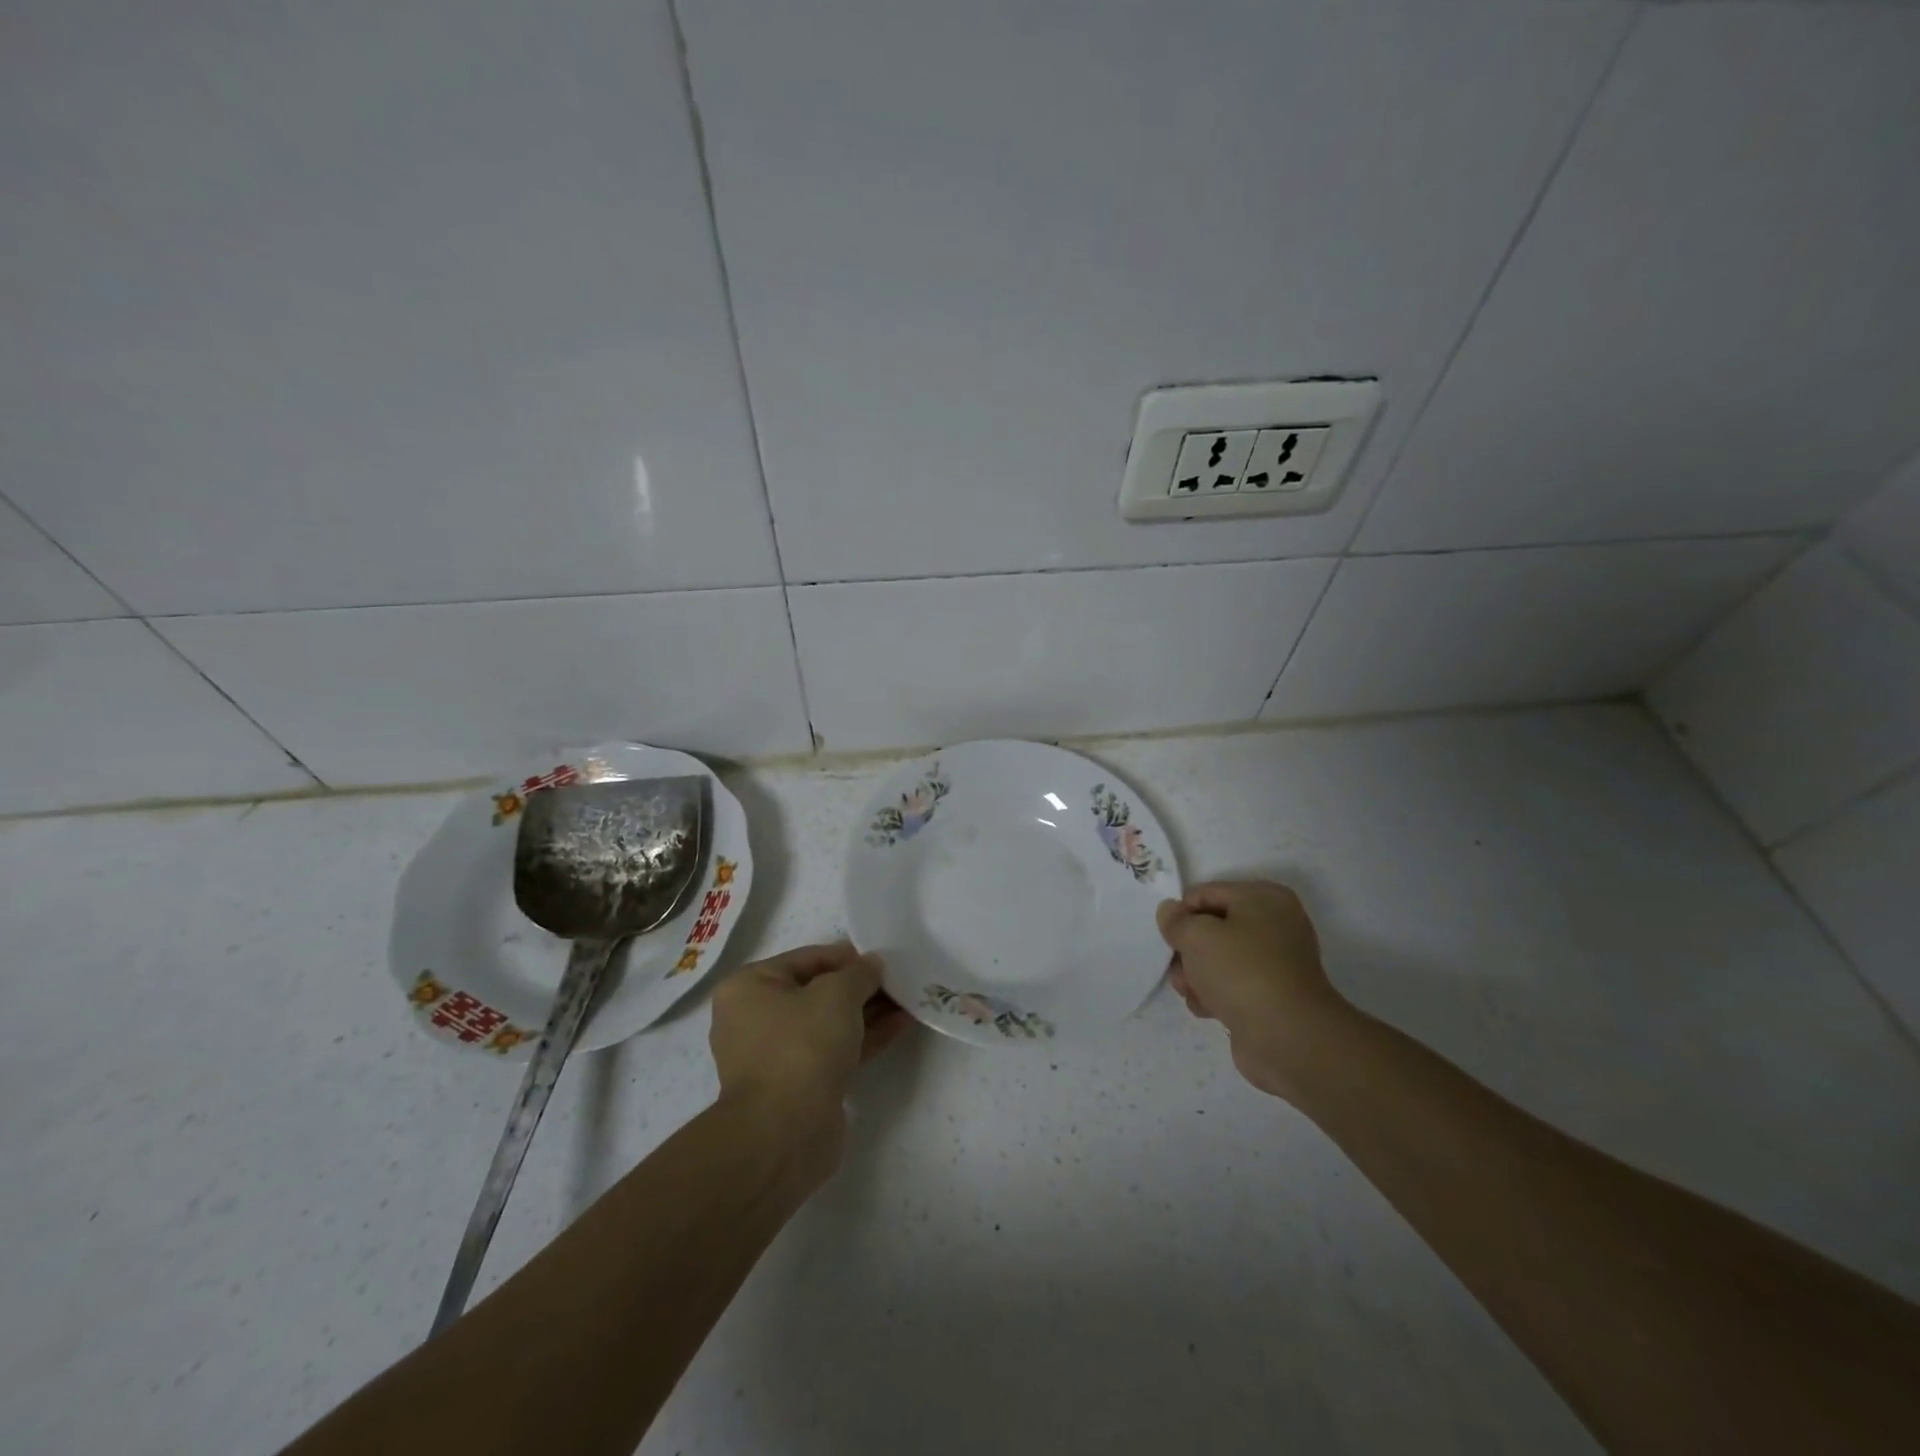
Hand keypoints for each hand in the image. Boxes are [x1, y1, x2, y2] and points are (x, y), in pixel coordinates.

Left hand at [708, 943, 910, 1167]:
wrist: (784, 1134)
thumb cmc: (802, 1046)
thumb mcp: (838, 994)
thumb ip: (860, 972)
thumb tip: (872, 964)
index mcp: (749, 987)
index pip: (806, 958)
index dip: (846, 956)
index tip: (881, 958)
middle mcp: (755, 1018)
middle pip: (817, 991)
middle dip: (859, 986)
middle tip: (898, 979)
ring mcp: (776, 1055)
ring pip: (828, 1023)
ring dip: (867, 1012)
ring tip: (906, 1000)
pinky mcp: (798, 1085)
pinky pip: (834, 1050)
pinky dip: (864, 1037)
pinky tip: (899, 1025)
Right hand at [1157, 880, 1350, 1099]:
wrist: (1288, 1037)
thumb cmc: (1241, 971)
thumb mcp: (1197, 935)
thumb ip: (1176, 920)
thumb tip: (1169, 911)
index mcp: (1264, 898)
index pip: (1206, 894)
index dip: (1181, 914)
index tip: (1168, 938)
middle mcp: (1274, 925)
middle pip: (1212, 928)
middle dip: (1188, 950)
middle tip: (1177, 969)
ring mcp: (1275, 963)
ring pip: (1218, 960)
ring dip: (1196, 975)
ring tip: (1191, 993)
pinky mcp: (1271, 996)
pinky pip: (1231, 986)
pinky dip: (1215, 995)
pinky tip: (1207, 1009)